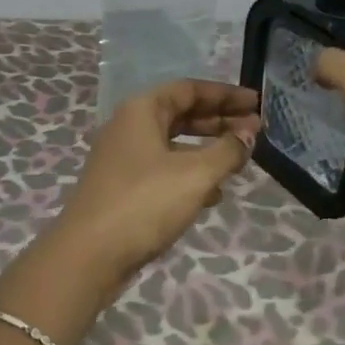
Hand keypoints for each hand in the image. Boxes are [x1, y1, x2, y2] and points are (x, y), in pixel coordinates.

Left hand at [57, 79, 261, 275]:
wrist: (89, 255)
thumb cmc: (144, 203)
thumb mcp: (195, 175)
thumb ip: (227, 150)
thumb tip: (249, 133)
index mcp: (141, 110)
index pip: (189, 89)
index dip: (225, 94)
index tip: (256, 103)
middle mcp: (129, 127)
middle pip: (181, 114)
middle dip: (219, 120)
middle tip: (256, 130)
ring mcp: (123, 158)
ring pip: (173, 144)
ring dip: (207, 148)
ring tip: (241, 160)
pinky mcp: (124, 188)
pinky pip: (164, 169)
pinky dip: (190, 174)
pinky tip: (214, 194)